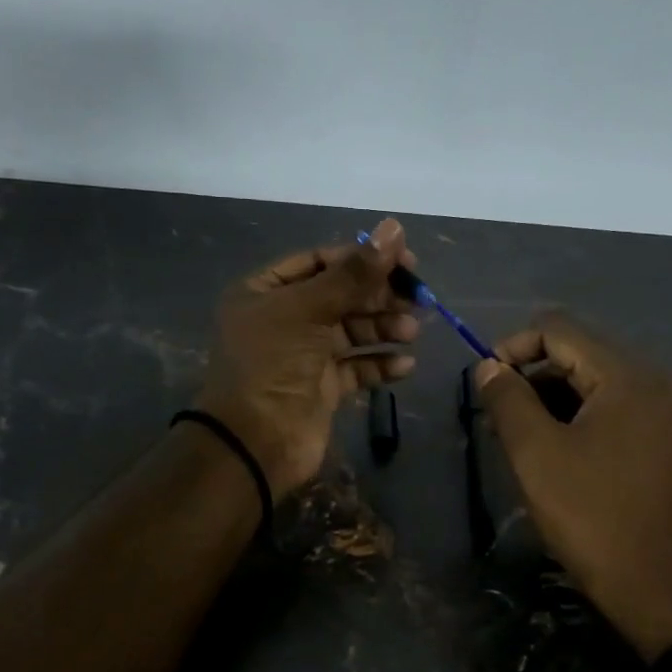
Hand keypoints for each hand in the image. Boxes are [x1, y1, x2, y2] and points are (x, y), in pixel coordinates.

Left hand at [196, 218, 419, 498]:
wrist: (254, 444)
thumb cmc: (272, 366)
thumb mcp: (308, 311)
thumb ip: (353, 273)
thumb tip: (394, 228)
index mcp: (265, 292)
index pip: (320, 262)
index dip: (361, 258)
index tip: (404, 261)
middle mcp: (283, 320)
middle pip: (340, 296)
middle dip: (378, 296)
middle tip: (417, 298)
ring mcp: (303, 356)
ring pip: (351, 332)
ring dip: (383, 329)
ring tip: (411, 333)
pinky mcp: (321, 389)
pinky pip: (356, 368)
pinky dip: (380, 364)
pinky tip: (405, 365)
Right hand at [474, 314, 671, 659]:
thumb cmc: (597, 520)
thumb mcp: (538, 457)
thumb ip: (508, 401)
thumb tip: (488, 366)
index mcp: (628, 376)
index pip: (559, 330)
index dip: (512, 347)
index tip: (484, 384)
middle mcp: (658, 382)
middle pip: (582, 353)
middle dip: (533, 376)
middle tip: (500, 418)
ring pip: (600, 384)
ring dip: (556, 399)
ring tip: (525, 439)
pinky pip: (621, 411)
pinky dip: (585, 419)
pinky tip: (563, 453)